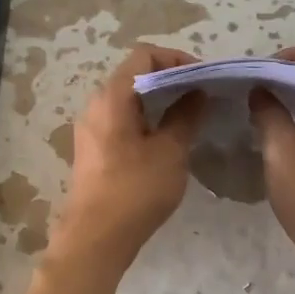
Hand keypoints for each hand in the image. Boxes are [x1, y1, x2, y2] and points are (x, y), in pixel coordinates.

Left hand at [52, 44, 205, 267]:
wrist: (95, 239)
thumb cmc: (135, 191)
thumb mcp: (170, 151)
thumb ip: (185, 116)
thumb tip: (197, 92)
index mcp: (112, 97)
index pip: (144, 54)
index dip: (177, 59)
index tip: (203, 77)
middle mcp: (96, 105)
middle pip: (134, 74)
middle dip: (170, 80)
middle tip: (201, 96)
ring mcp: (91, 128)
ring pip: (128, 100)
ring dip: (159, 102)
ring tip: (189, 117)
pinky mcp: (93, 149)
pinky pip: (121, 120)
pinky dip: (146, 120)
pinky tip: (167, 140)